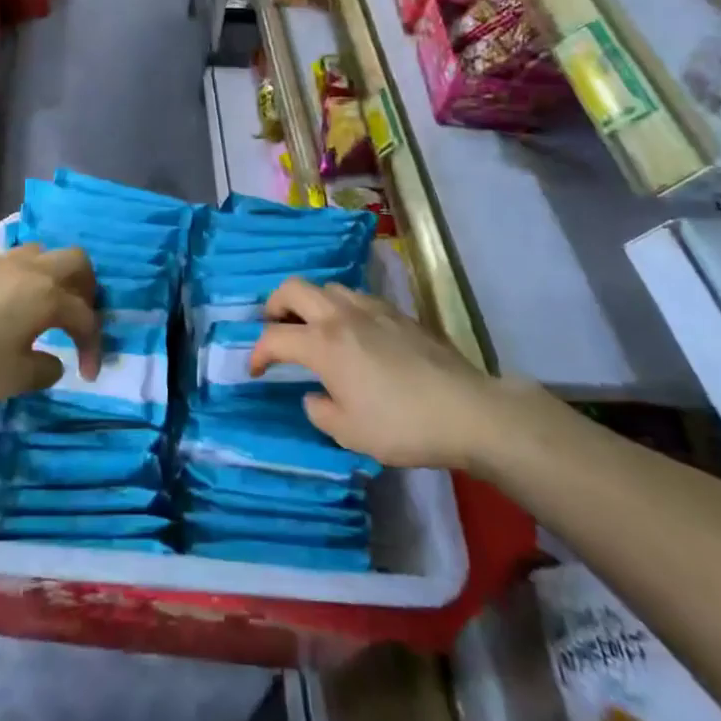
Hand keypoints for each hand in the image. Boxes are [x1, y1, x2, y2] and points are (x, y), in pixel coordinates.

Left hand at [0, 244, 100, 401]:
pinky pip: (10, 259)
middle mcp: (31, 269)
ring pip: (42, 252)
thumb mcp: (14, 379)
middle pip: (76, 261)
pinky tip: (4, 299)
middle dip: (87, 288)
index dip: (93, 344)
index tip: (88, 374)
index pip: (86, 316)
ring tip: (44, 303)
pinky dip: (20, 275)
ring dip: (53, 275)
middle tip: (79, 315)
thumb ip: (45, 370)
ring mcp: (1, 259)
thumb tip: (54, 360)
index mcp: (47, 297)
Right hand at [250, 278, 527, 471]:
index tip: (255, 370)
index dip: (256, 352)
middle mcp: (341, 315)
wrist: (465, 410)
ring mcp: (371, 308)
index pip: (274, 337)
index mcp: (323, 343)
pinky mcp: (397, 312)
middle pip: (293, 289)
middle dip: (274, 305)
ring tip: (314, 329)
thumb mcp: (349, 433)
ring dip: (310, 303)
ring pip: (327, 287)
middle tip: (275, 328)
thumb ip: (320, 411)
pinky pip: (356, 297)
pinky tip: (354, 333)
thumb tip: (314, 395)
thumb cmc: (401, 425)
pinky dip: (341, 308)